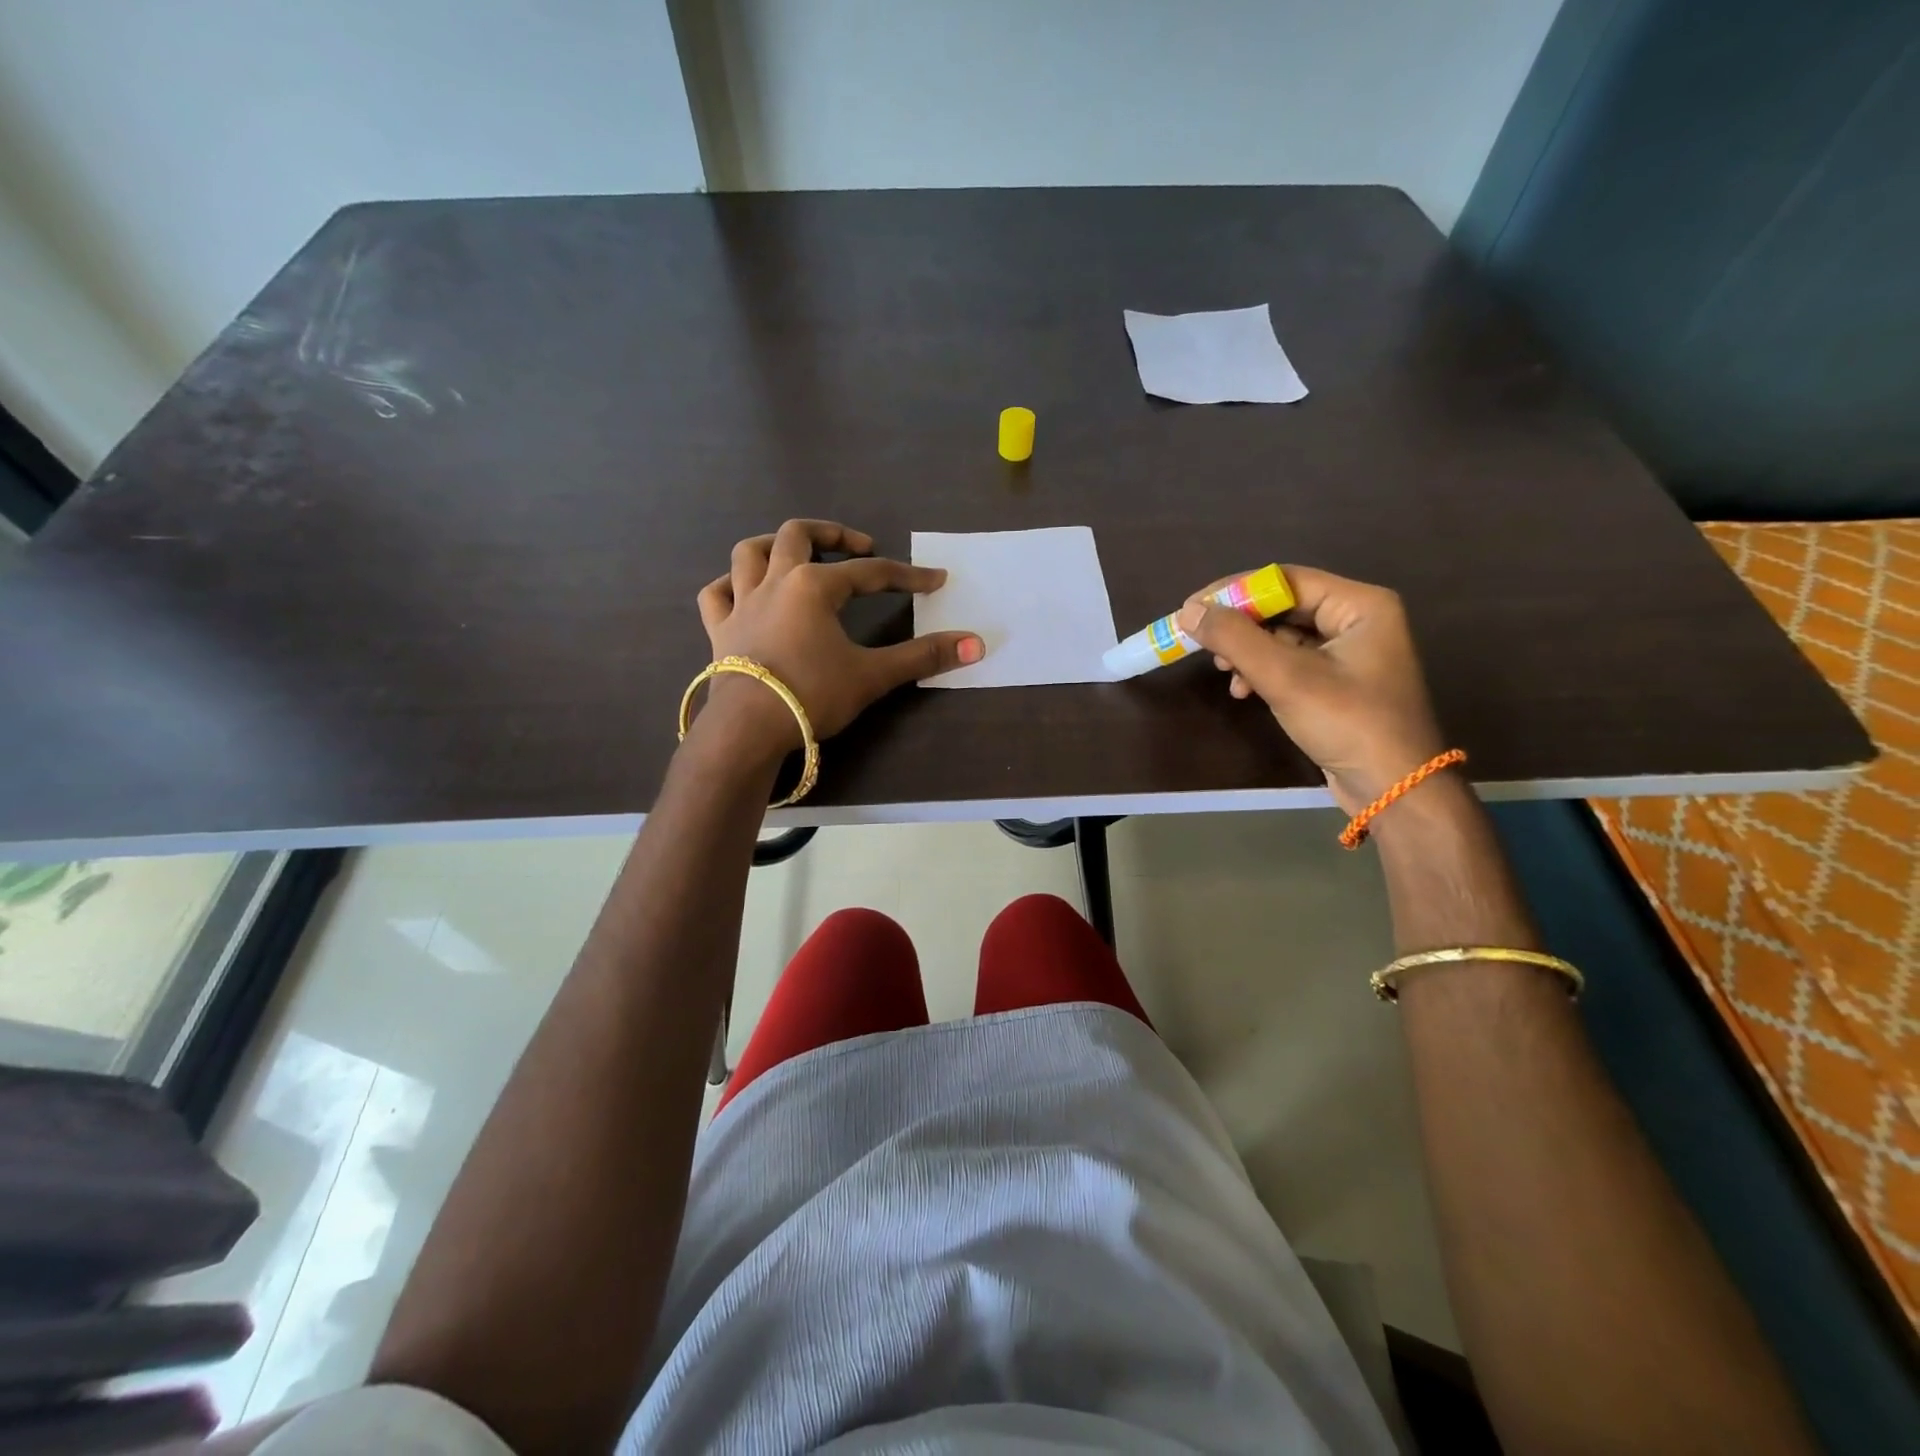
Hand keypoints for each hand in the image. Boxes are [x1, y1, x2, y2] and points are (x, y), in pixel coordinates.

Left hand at [694, 520, 983, 754]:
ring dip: (773, 545)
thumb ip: (923, 656)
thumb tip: (977, 644)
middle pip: (798, 535)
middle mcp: (775, 582)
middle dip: (833, 533)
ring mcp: (741, 603)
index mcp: (814, 586)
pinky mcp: (719, 630)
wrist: (747, 729)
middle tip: (859, 546)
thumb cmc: (812, 695)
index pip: (870, 573)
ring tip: (797, 553)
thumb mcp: (873, 675)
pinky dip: (730, 585)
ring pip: (749, 553)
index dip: (907, 576)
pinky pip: (716, 593)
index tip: (935, 580)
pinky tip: (743, 591)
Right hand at [1178, 566, 1446, 813]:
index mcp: (1360, 605)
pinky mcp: (1338, 681)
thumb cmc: (1348, 723)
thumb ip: (1235, 639)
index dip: (1234, 592)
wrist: (1394, 790)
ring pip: (1281, 636)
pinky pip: (1290, 661)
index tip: (1191, 610)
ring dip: (1247, 653)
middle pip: (1282, 607)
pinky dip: (1262, 672)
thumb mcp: (1286, 677)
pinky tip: (1244, 692)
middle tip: (1203, 645)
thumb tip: (1188, 612)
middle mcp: (1357, 619)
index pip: (1285, 580)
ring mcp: (1349, 652)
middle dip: (1240, 627)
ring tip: (1226, 674)